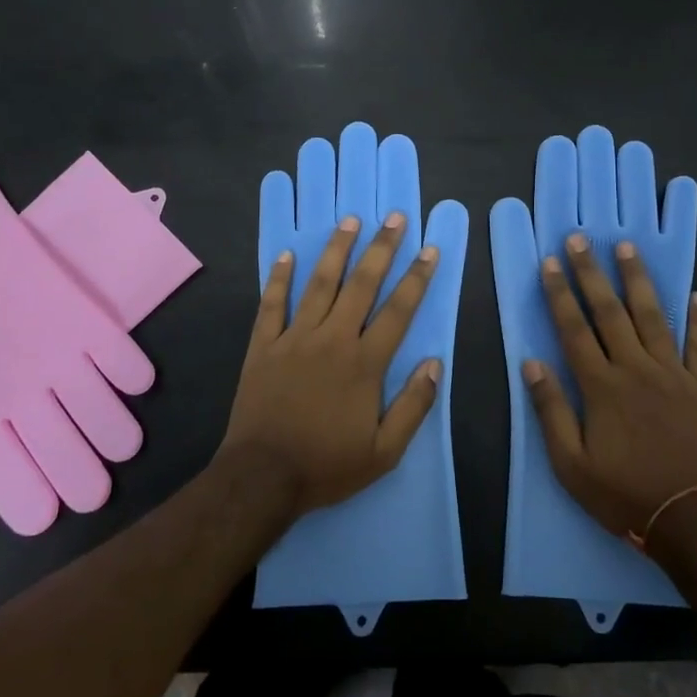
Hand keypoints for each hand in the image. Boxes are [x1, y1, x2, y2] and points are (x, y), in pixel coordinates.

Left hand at [220, 213, 440, 517]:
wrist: (262, 478)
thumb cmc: (326, 466)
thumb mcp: (384, 452)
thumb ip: (413, 406)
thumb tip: (434, 363)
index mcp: (364, 362)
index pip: (398, 311)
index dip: (417, 278)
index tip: (429, 249)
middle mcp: (332, 339)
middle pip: (361, 284)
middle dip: (381, 249)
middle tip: (395, 218)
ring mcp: (294, 338)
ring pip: (319, 284)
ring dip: (337, 250)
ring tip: (350, 220)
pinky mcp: (263, 346)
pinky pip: (272, 304)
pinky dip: (279, 278)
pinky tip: (287, 255)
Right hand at [526, 233, 696, 542]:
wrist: (692, 519)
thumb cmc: (624, 494)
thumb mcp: (571, 465)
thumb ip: (550, 411)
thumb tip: (530, 364)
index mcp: (601, 386)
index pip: (574, 329)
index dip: (560, 294)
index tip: (550, 263)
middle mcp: (636, 369)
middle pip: (610, 312)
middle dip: (592, 273)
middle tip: (581, 239)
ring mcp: (673, 374)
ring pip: (652, 316)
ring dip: (637, 280)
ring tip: (627, 248)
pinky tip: (695, 294)